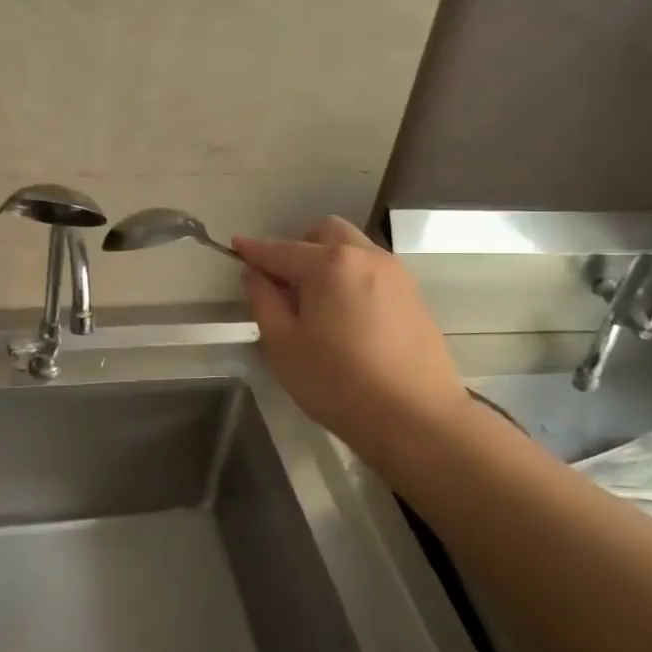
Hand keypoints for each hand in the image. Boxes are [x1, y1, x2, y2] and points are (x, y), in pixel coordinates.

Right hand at [234, 217, 463, 455]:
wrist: (417, 418)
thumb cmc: (339, 384)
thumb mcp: (284, 346)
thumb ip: (264, 302)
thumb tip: (256, 275)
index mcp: (330, 264)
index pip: (280, 249)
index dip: (253, 249)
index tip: (234, 246)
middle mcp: (365, 256)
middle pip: (325, 233)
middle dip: (298, 246)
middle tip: (282, 282)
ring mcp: (396, 274)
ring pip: (353, 249)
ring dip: (328, 261)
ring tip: (315, 302)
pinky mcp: (414, 295)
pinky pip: (372, 271)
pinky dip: (351, 278)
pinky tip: (346, 315)